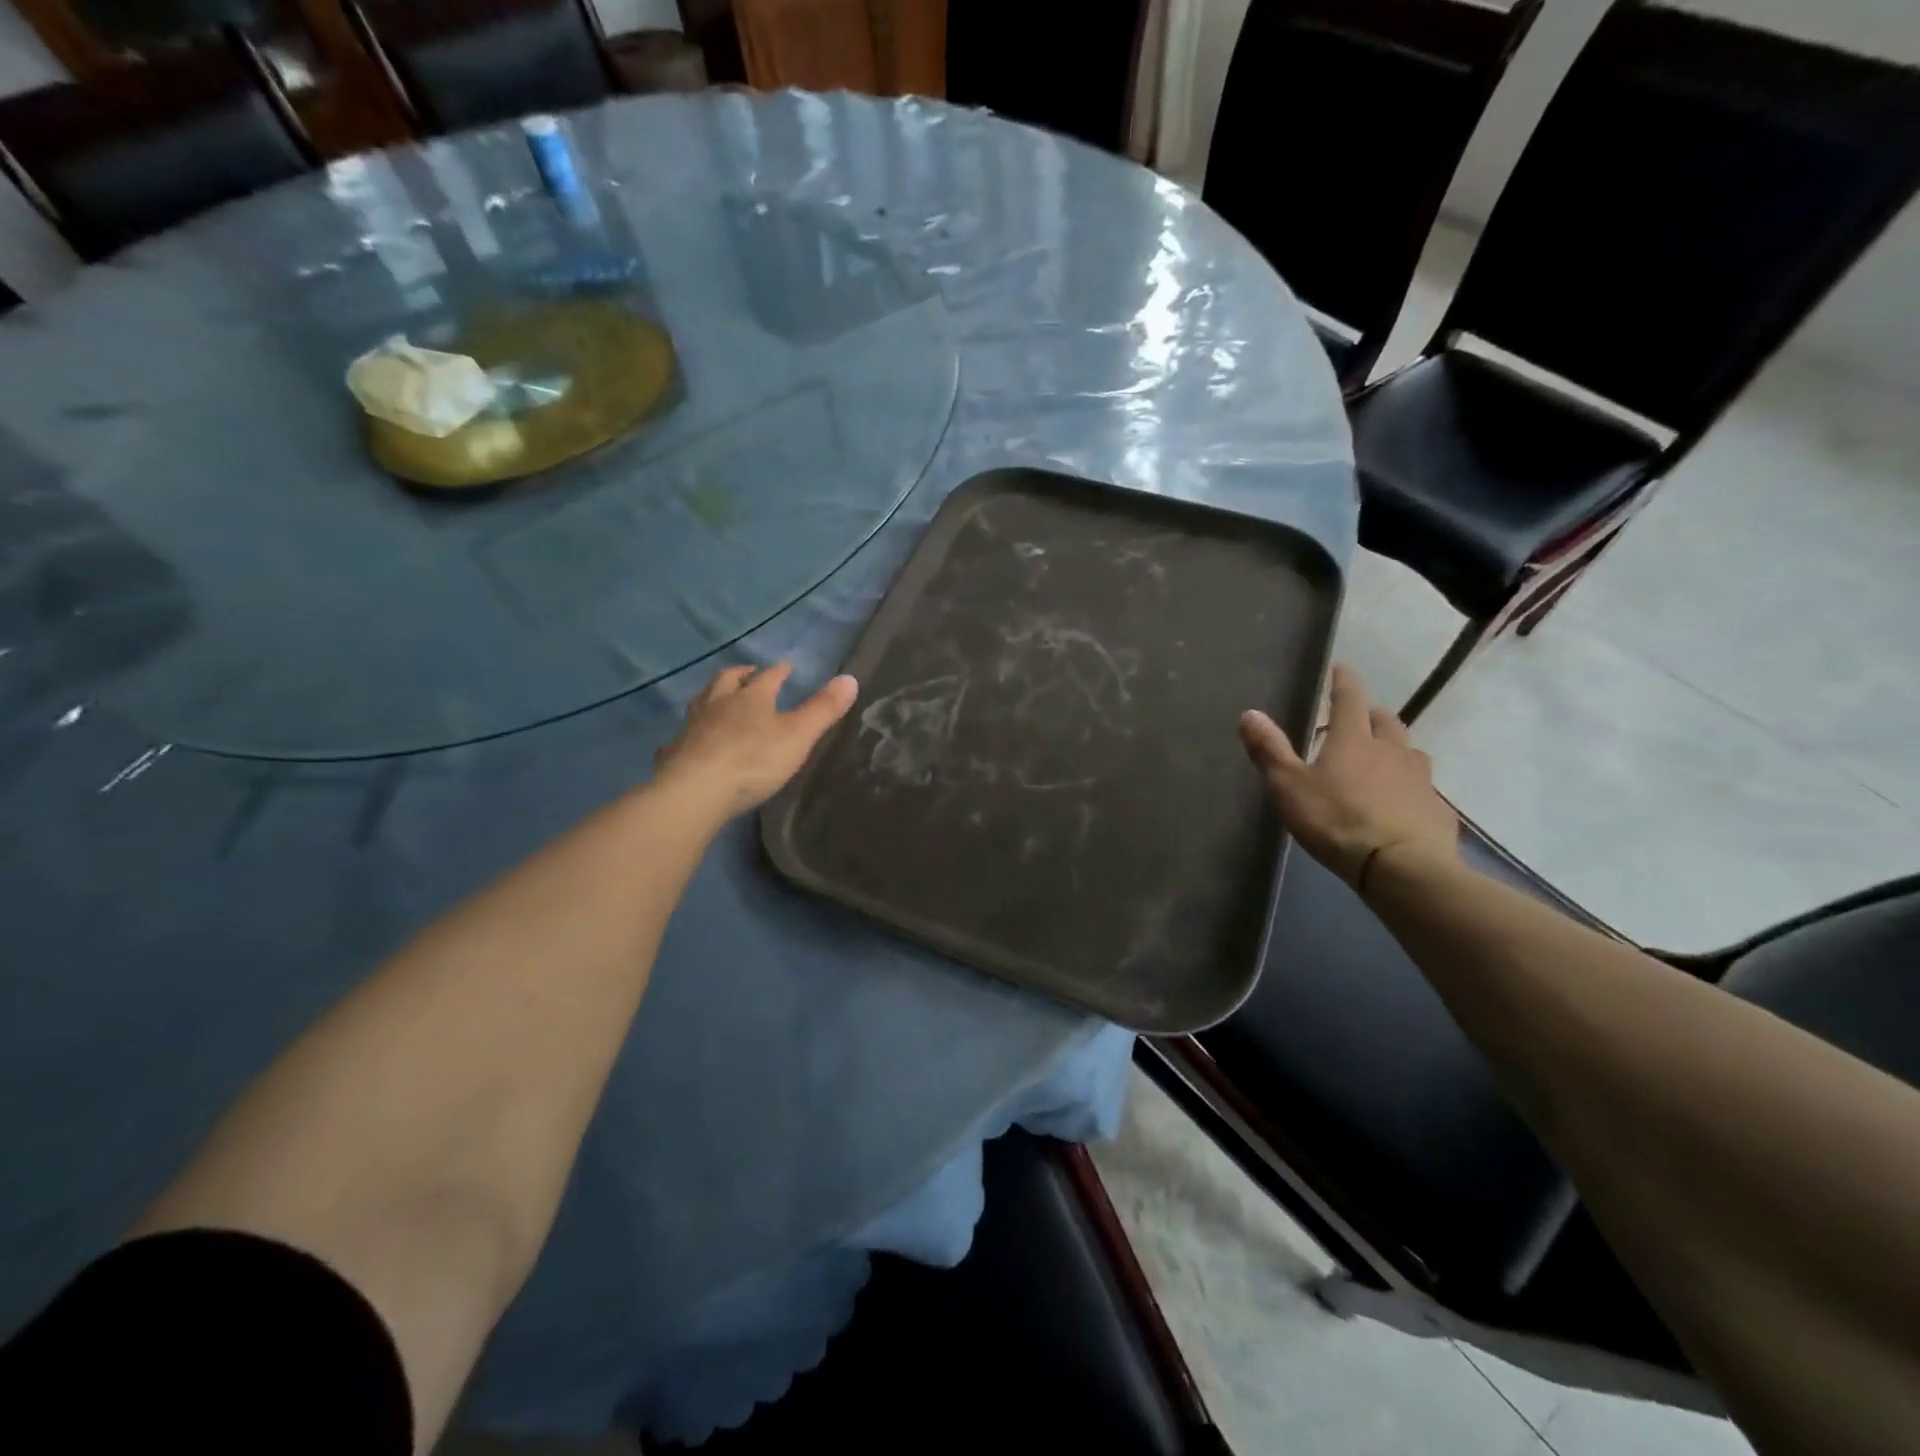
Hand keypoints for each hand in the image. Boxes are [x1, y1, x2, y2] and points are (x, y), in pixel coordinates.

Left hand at [654, 663, 858, 817]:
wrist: (696, 791)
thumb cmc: (754, 760)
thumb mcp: (799, 735)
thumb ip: (823, 709)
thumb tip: (850, 678)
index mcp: (751, 698)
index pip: (767, 677)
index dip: (778, 671)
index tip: (785, 666)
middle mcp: (718, 704)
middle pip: (727, 681)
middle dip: (740, 675)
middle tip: (747, 674)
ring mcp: (692, 727)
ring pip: (701, 702)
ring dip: (711, 696)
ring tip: (718, 699)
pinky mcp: (674, 752)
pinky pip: (681, 736)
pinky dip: (688, 733)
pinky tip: (688, 740)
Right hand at [1239, 664, 1457, 890]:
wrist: (1400, 867)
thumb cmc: (1336, 820)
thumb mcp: (1289, 787)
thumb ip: (1270, 750)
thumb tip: (1250, 713)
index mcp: (1353, 740)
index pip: (1349, 698)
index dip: (1343, 681)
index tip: (1340, 668)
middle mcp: (1390, 750)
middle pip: (1385, 721)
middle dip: (1371, 714)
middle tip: (1358, 718)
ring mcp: (1419, 779)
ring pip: (1409, 751)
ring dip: (1395, 747)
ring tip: (1383, 758)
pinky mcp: (1436, 809)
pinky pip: (1423, 787)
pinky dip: (1410, 785)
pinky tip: (1403, 800)